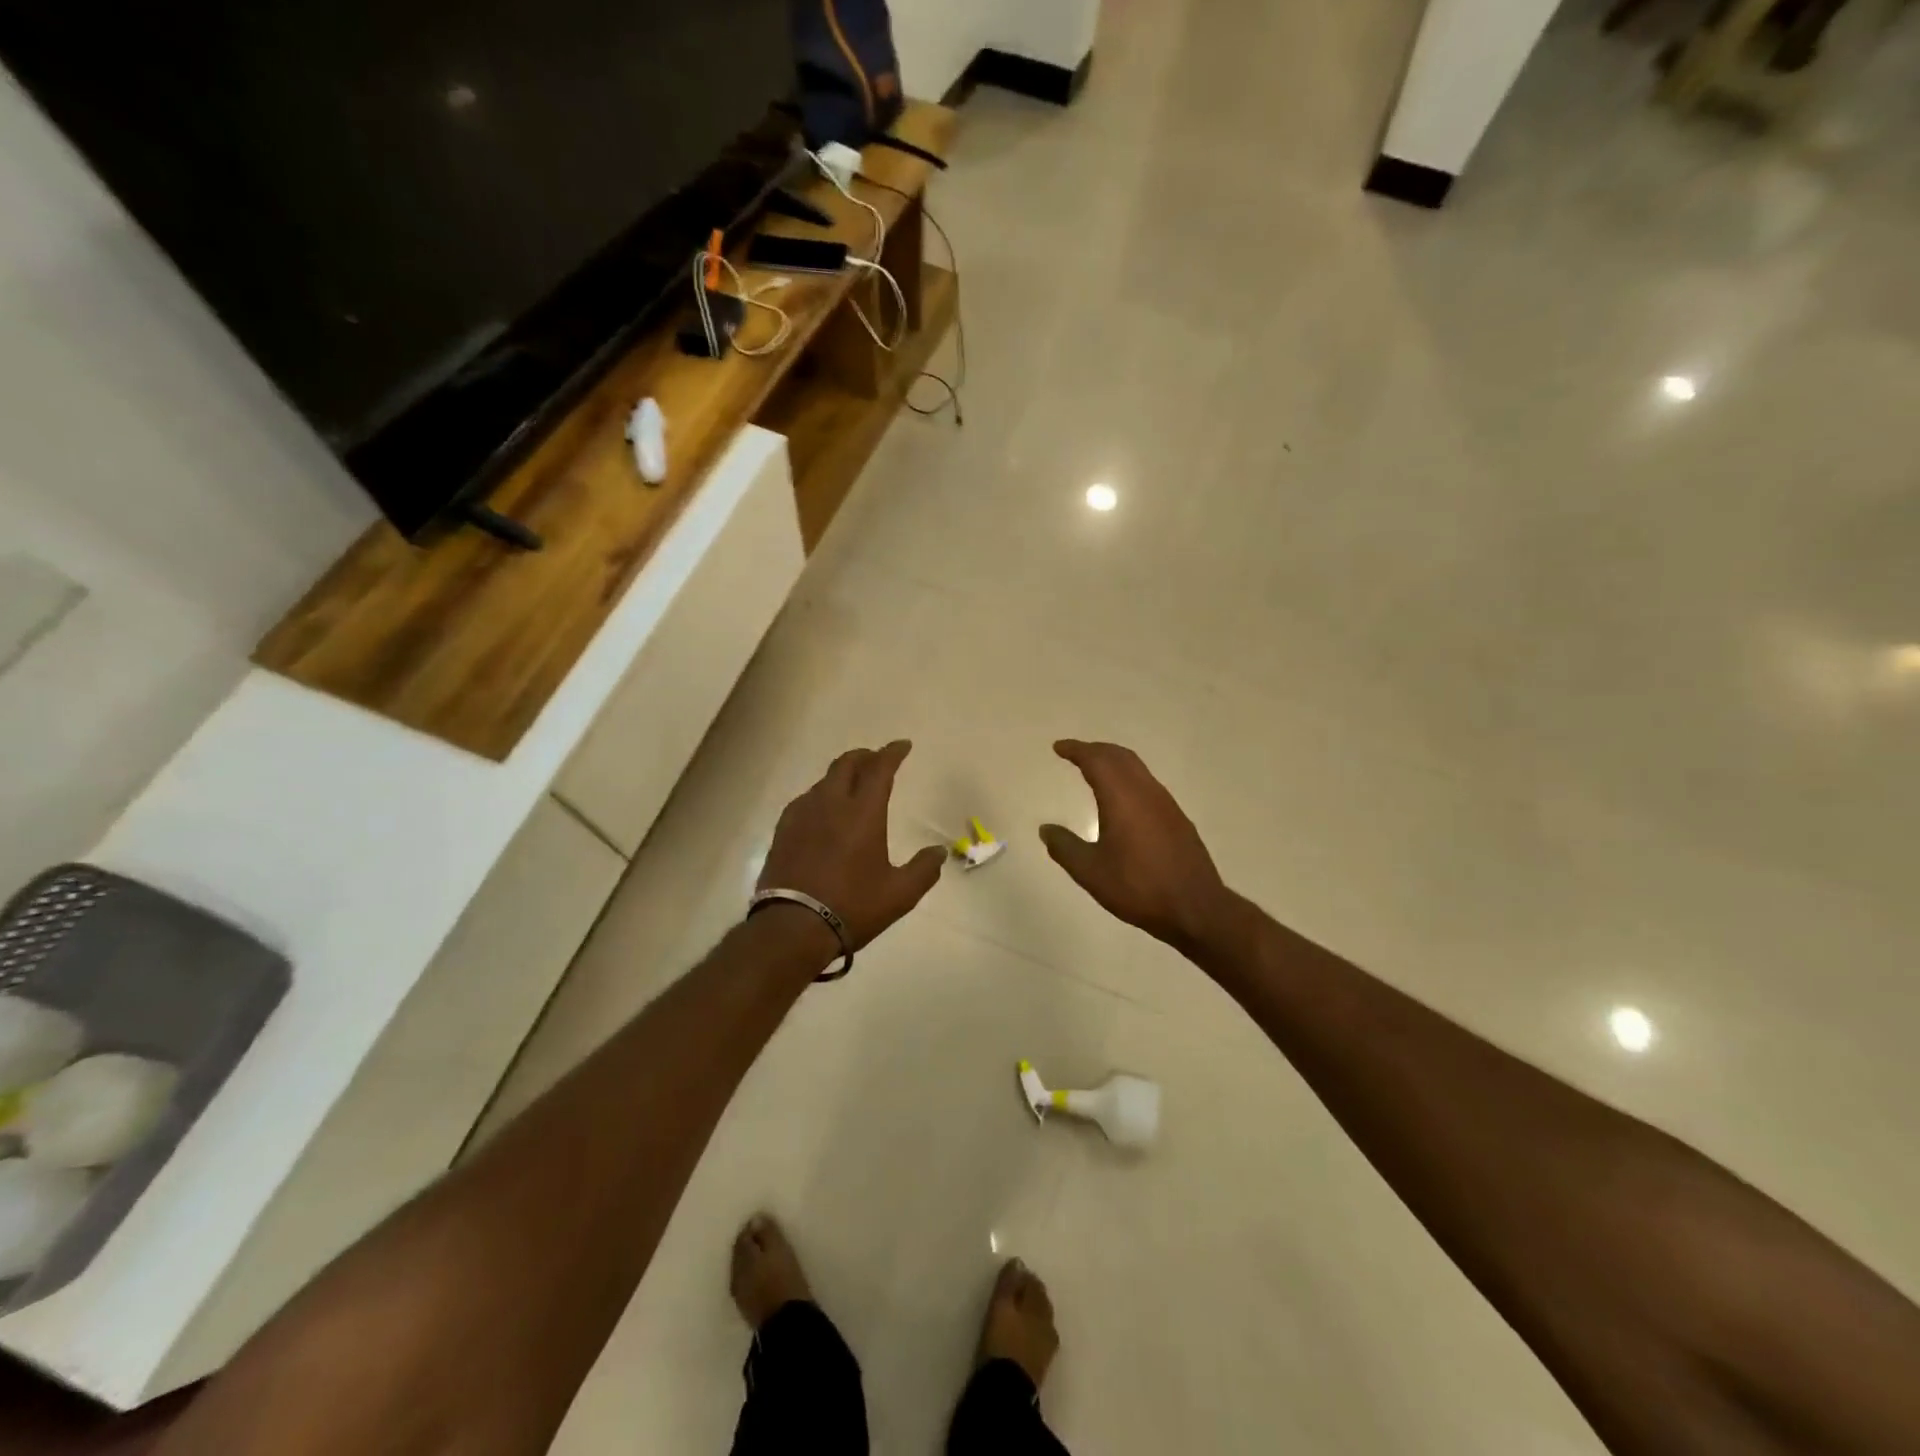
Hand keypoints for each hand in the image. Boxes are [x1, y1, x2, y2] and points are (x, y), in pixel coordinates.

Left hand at [759, 741, 946, 950]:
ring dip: (842, 775)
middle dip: (865, 756)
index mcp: (863, 813)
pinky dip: (822, 795)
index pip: (879, 769)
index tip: (903, 745)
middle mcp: (831, 804)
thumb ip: (924, 869)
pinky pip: (806, 800)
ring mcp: (802, 815)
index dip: (892, 753)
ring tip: (852, 786)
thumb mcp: (899, 894)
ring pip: (824, 781)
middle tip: (877, 760)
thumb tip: (940, 851)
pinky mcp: (783, 831)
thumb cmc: (852, 907)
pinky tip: (824, 812)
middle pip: (846, 764)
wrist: (791, 927)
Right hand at [1040, 740, 1232, 951]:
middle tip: (1075, 753)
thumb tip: (1046, 829)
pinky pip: (1147, 784)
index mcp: (1122, 798)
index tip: (1059, 748)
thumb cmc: (1138, 887)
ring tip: (1095, 771)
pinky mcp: (1177, 819)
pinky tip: (1123, 800)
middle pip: (1119, 756)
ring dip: (1114, 762)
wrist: (1196, 908)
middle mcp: (1146, 792)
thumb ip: (1065, 847)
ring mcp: (1166, 804)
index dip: (1076, 750)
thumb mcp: (1091, 872)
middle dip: (1095, 750)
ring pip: (1137, 769)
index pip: (1096, 760)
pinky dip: (1128, 779)